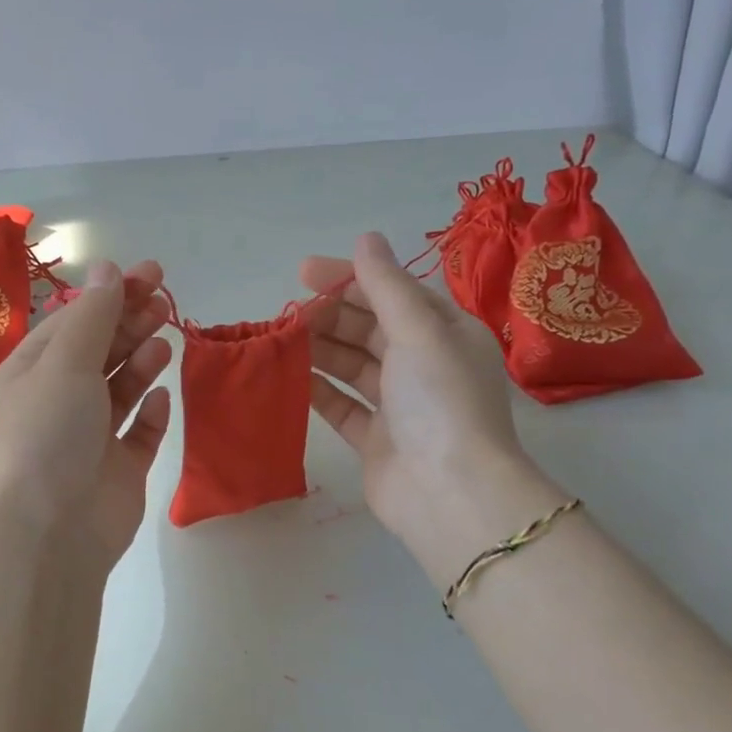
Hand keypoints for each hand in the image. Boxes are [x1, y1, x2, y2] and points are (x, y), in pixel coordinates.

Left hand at [0, 259, 172, 571]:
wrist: (50, 534)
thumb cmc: (48, 435)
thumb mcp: (66, 364)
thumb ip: (93, 316)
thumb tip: (106, 267)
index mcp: (33, 372)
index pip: (75, 321)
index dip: (112, 294)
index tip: (152, 274)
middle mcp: (58, 400)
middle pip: (99, 351)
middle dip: (131, 323)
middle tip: (164, 304)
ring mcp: (88, 437)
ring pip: (120, 388)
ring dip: (141, 362)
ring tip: (162, 344)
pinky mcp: (117, 469)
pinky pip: (138, 433)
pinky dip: (150, 413)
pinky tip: (161, 398)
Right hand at [302, 233, 556, 579]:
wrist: (450, 494)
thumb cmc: (440, 401)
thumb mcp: (418, 331)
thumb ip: (386, 285)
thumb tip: (366, 237)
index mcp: (445, 333)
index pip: (393, 293)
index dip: (350, 278)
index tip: (303, 272)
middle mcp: (424, 365)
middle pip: (369, 328)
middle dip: (329, 316)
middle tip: (287, 313)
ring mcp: (400, 405)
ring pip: (352, 366)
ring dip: (319, 350)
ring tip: (280, 340)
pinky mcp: (376, 440)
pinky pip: (342, 406)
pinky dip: (318, 390)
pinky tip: (288, 378)